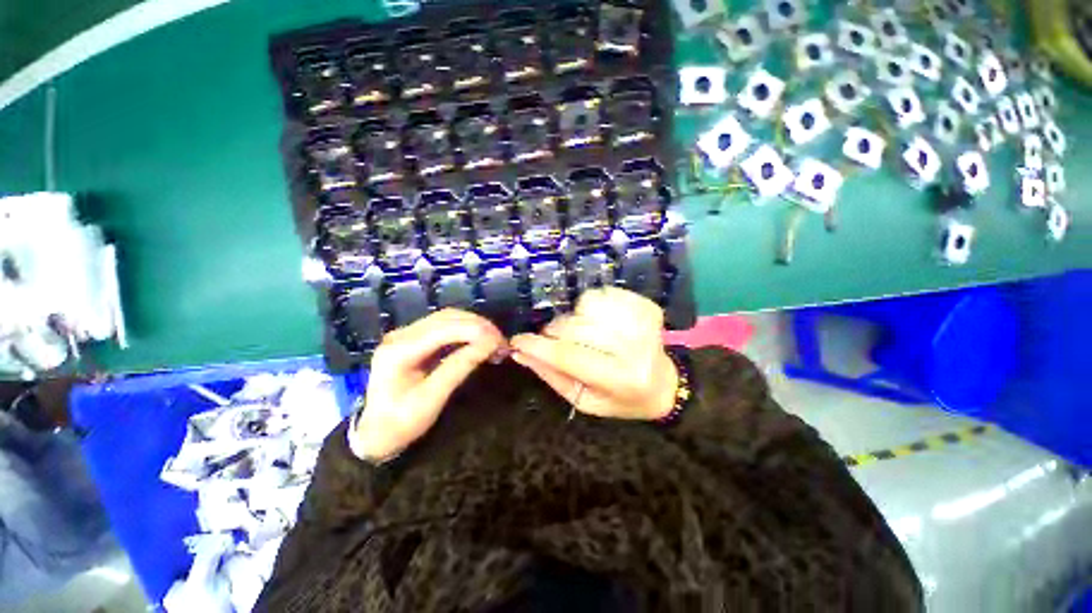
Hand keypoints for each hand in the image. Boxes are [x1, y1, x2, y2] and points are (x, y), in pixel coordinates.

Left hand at [351, 309, 506, 461]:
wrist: (375, 435)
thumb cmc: (401, 423)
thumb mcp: (432, 399)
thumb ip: (460, 367)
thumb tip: (490, 344)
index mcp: (400, 350)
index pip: (444, 328)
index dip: (476, 330)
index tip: (500, 341)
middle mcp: (401, 334)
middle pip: (447, 317)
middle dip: (478, 325)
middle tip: (501, 341)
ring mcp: (405, 334)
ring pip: (447, 318)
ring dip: (473, 325)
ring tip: (493, 341)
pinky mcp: (412, 339)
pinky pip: (443, 326)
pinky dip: (465, 330)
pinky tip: (478, 341)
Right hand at [510, 287, 677, 420]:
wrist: (664, 385)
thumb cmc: (621, 399)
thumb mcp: (584, 400)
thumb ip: (552, 376)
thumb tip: (520, 353)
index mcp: (622, 379)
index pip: (570, 357)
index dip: (538, 347)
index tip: (517, 341)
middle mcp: (635, 348)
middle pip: (576, 328)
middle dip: (554, 332)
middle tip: (552, 340)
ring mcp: (643, 322)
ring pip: (586, 306)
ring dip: (573, 318)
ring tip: (580, 332)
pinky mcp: (645, 306)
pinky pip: (602, 294)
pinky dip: (590, 306)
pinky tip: (596, 321)